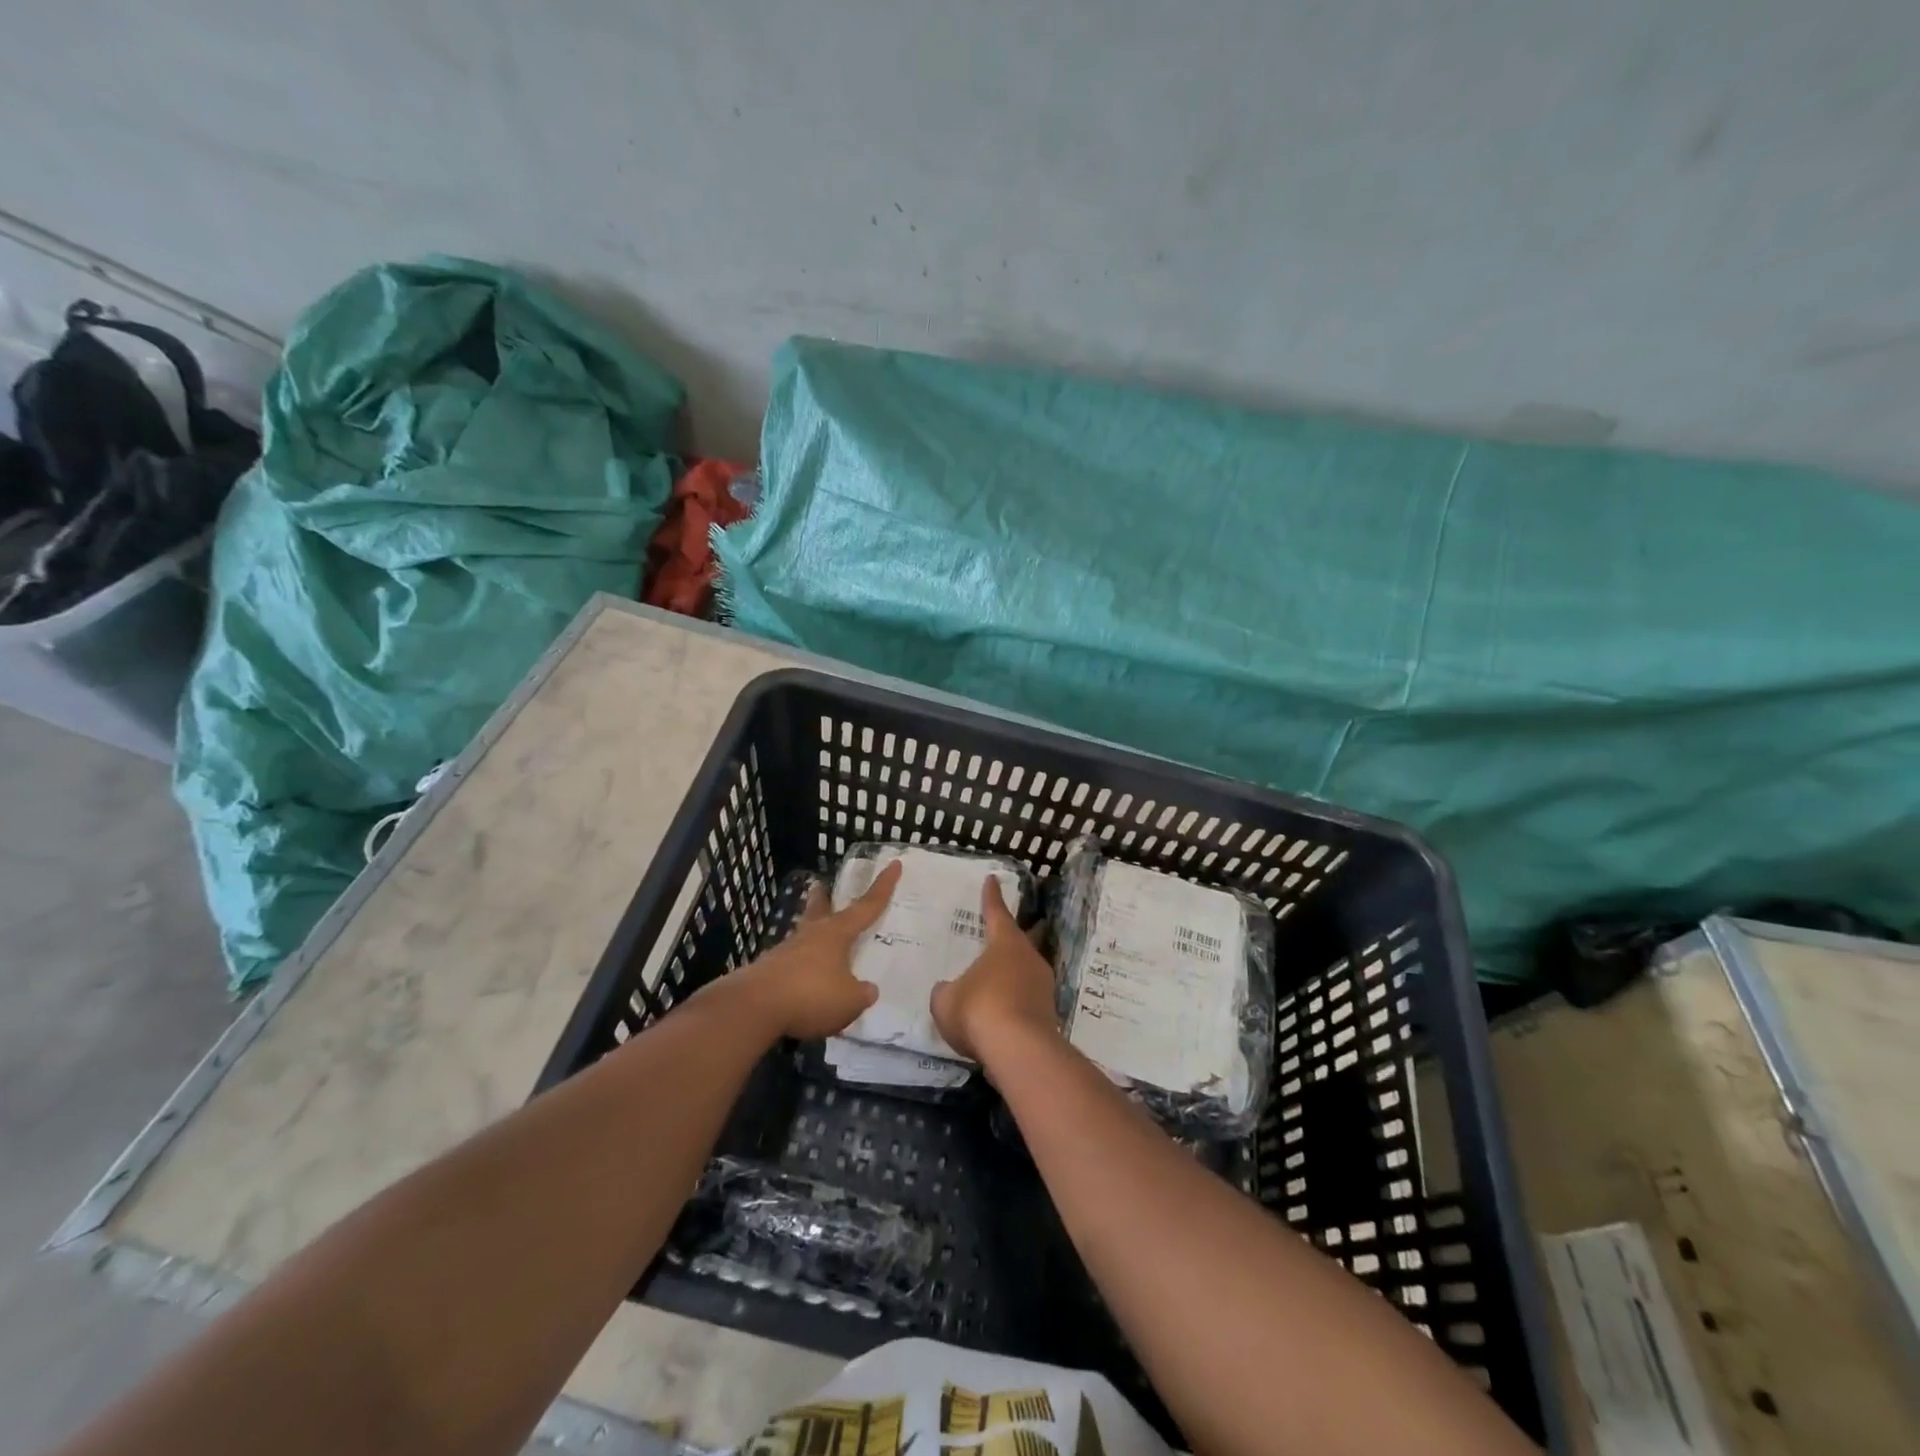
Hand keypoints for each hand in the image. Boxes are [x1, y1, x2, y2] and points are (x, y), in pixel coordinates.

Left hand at [725, 861, 899, 1039]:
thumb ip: (862, 994)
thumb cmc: (811, 995)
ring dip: (811, 936)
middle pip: (820, 909)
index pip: (867, 906)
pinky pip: (791, 964)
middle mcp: (811, 935)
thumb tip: (868, 989)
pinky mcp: (768, 971)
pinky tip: (803, 983)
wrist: (754, 1006)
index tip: (894, 864)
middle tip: (821, 886)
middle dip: (824, 898)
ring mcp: (786, 951)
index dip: (883, 886)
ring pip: (803, 936)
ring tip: (818, 945)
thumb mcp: (849, 1001)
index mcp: (837, 933)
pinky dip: (800, 968)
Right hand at [931, 875, 1060, 1061]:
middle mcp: (1029, 959)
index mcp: (1005, 944)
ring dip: (1013, 974)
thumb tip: (948, 990)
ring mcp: (1043, 987)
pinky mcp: (1049, 1015)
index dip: (991, 897)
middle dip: (1011, 936)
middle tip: (1002, 932)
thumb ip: (946, 991)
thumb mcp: (946, 1000)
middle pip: (1020, 941)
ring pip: (1026, 972)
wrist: (1020, 1051)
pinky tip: (1002, 1015)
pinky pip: (1028, 1000)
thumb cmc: (979, 1010)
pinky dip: (1015, 1002)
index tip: (992, 879)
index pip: (997, 912)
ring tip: (995, 981)